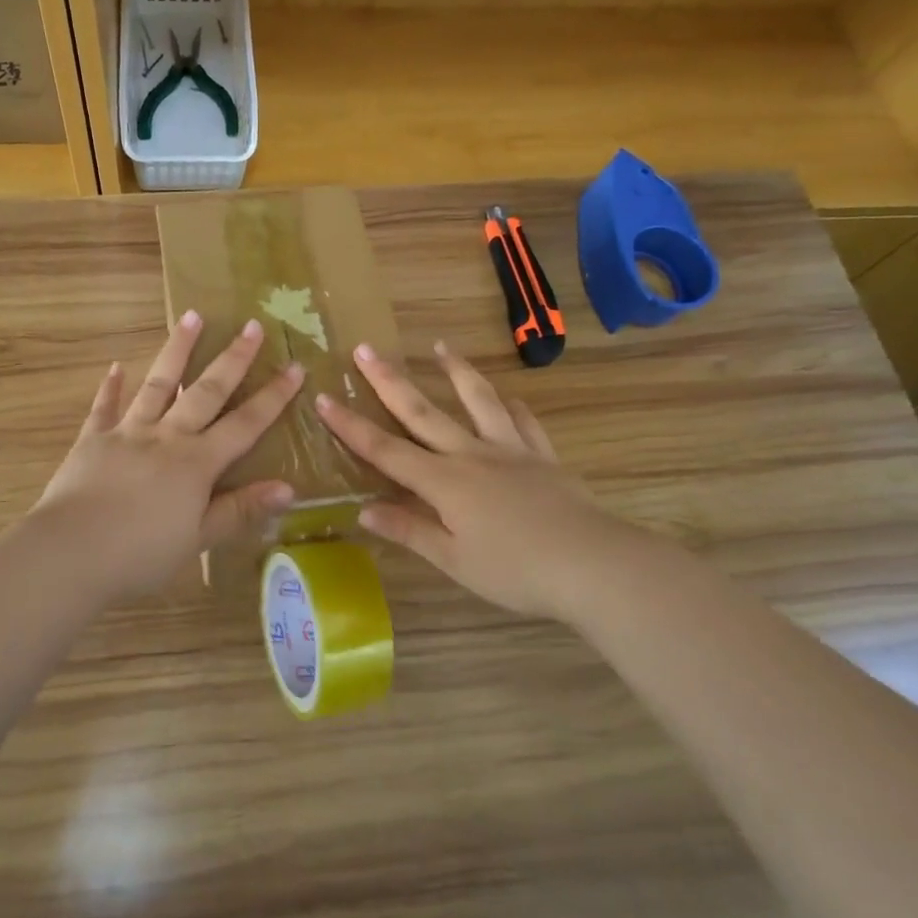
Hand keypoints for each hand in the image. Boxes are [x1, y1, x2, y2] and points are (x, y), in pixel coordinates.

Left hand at [31, 311, 304, 598]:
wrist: (71, 552)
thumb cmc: (141, 553)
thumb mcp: (199, 539)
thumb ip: (240, 510)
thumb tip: (289, 488)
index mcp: (197, 463)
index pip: (245, 424)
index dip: (272, 397)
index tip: (295, 367)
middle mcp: (167, 437)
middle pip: (206, 391)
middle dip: (233, 359)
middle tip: (253, 325)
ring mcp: (128, 433)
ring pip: (158, 384)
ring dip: (177, 350)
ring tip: (191, 316)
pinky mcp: (92, 440)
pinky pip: (104, 407)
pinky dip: (111, 387)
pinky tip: (116, 366)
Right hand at [313, 341, 676, 620]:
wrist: (593, 565)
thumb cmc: (516, 570)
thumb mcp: (454, 559)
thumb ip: (409, 530)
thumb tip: (364, 510)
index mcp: (443, 482)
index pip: (385, 450)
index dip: (351, 426)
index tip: (324, 398)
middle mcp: (471, 455)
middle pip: (423, 412)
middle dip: (390, 381)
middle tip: (367, 349)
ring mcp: (510, 451)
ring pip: (479, 402)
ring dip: (457, 372)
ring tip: (441, 346)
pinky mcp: (543, 457)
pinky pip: (525, 424)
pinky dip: (514, 408)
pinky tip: (510, 398)